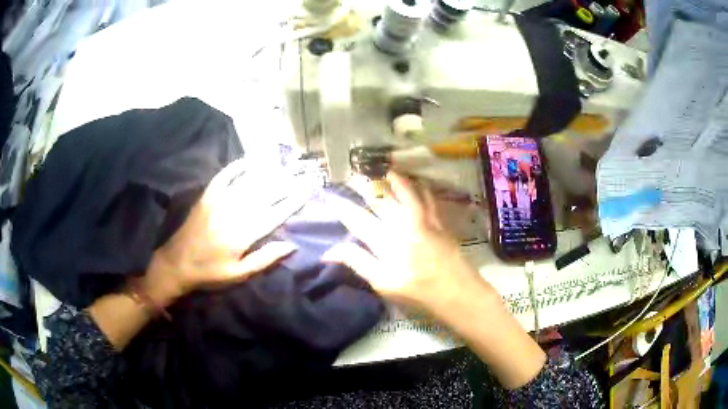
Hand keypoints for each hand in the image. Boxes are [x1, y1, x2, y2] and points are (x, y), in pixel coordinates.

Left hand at [141, 159, 302, 305]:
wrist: (176, 263)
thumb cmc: (210, 272)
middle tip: (301, 173)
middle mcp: (233, 213)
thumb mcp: (238, 274)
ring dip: (267, 172)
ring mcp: (218, 201)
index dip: (292, 202)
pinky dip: (237, 167)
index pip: (274, 214)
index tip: (306, 192)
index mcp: (242, 234)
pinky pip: (224, 176)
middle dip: (285, 183)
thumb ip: (264, 259)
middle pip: (264, 194)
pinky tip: (249, 160)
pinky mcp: (207, 196)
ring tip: (283, 164)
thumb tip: (290, 245)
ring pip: (247, 182)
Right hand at [323, 172, 488, 311]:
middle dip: (365, 186)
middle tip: (354, 175)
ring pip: (405, 192)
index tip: (331, 197)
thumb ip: (357, 263)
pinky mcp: (438, 221)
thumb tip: (328, 252)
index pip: (357, 220)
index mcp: (385, 241)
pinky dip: (420, 188)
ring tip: (385, 170)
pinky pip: (428, 197)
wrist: (456, 291)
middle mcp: (402, 223)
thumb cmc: (417, 292)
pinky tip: (418, 183)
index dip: (342, 208)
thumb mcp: (382, 283)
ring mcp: (422, 219)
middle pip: (380, 199)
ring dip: (394, 179)